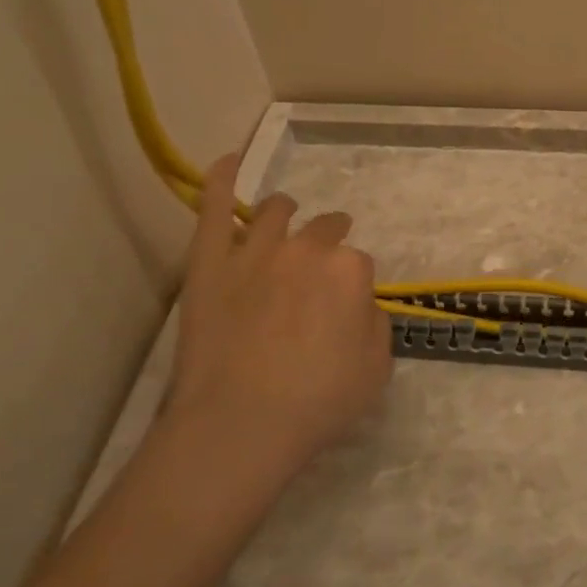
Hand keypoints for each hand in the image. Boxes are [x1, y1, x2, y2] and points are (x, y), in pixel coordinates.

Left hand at [165, 154, 393, 476]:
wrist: (241, 424)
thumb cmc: (318, 402)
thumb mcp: (377, 369)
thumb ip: (375, 324)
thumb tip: (358, 305)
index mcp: (350, 269)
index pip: (358, 263)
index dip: (352, 288)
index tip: (343, 312)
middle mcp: (306, 247)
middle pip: (324, 230)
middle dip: (328, 243)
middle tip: (319, 275)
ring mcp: (255, 250)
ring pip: (276, 212)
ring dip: (288, 214)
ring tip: (287, 220)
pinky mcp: (210, 262)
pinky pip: (214, 209)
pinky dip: (222, 180)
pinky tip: (229, 161)